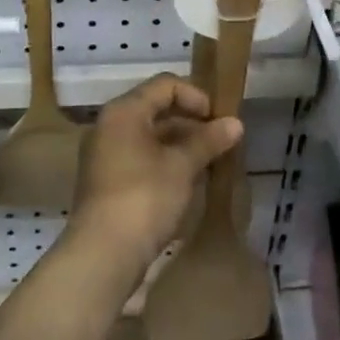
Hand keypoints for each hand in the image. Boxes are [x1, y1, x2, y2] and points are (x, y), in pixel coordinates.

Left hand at [67, 74, 242, 273]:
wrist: (102, 254)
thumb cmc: (144, 198)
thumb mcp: (182, 166)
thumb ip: (208, 141)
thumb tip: (236, 123)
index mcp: (124, 111)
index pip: (165, 85)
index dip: (196, 96)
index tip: (219, 120)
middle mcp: (110, 125)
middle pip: (156, 108)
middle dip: (191, 122)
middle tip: (219, 140)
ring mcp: (105, 154)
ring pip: (149, 136)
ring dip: (180, 144)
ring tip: (209, 162)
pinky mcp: (106, 182)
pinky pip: (140, 158)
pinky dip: (164, 162)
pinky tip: (187, 181)